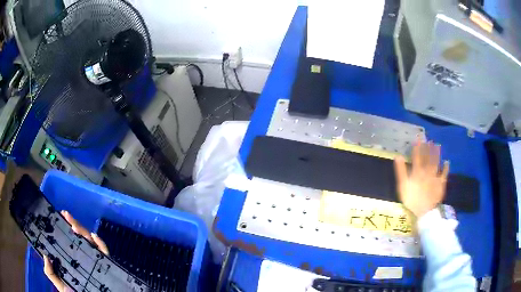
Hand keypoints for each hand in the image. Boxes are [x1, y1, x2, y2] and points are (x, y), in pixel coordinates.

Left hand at [43, 211, 108, 291]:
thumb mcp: (61, 286)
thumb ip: (51, 274)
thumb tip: (44, 255)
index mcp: (72, 261)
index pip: (68, 241)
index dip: (64, 227)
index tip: (59, 216)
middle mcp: (83, 258)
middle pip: (79, 238)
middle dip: (73, 224)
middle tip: (66, 215)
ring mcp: (94, 262)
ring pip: (90, 242)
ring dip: (83, 231)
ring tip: (74, 225)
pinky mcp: (105, 266)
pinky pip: (105, 253)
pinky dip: (101, 244)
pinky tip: (94, 237)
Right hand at [394, 140, 448, 217]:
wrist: (423, 212)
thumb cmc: (411, 200)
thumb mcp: (403, 186)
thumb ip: (401, 171)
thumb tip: (397, 157)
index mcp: (417, 171)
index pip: (417, 156)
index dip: (417, 147)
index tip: (418, 138)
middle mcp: (427, 171)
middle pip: (428, 157)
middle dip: (428, 148)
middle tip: (428, 139)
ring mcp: (435, 177)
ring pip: (436, 162)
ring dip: (437, 154)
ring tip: (437, 145)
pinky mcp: (441, 183)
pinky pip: (444, 174)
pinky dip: (446, 168)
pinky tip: (447, 162)